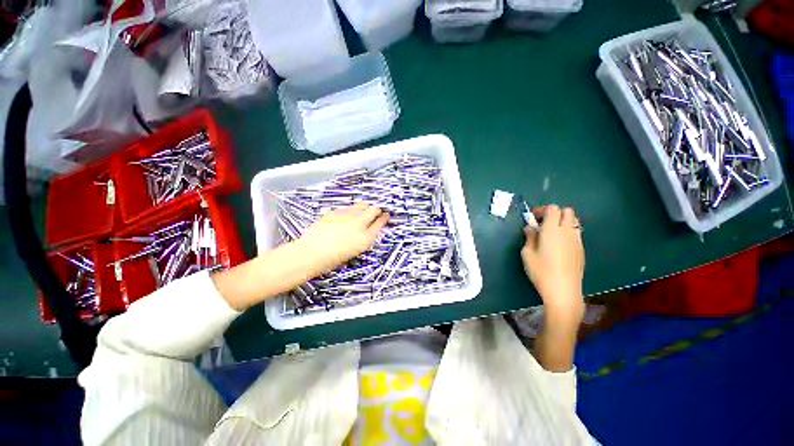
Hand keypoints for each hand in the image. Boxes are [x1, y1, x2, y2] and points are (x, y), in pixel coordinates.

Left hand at [294, 203, 389, 276]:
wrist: (311, 254)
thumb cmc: (332, 260)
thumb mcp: (353, 252)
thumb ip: (361, 239)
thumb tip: (364, 231)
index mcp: (365, 239)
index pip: (379, 224)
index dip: (384, 218)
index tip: (386, 215)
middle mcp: (359, 225)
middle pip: (372, 211)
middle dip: (377, 209)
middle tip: (378, 208)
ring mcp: (347, 217)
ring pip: (360, 206)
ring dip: (365, 206)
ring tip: (366, 205)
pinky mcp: (335, 212)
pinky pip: (347, 208)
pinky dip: (350, 209)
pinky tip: (349, 211)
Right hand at [521, 205, 584, 322]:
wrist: (563, 290)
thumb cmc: (541, 271)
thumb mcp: (527, 253)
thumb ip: (529, 237)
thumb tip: (530, 228)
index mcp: (552, 230)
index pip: (553, 208)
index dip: (543, 210)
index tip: (534, 218)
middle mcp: (567, 231)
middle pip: (567, 211)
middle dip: (555, 213)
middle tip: (543, 224)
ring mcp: (577, 241)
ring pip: (574, 222)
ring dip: (563, 222)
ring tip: (551, 234)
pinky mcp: (582, 250)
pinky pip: (576, 234)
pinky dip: (568, 233)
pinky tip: (559, 246)